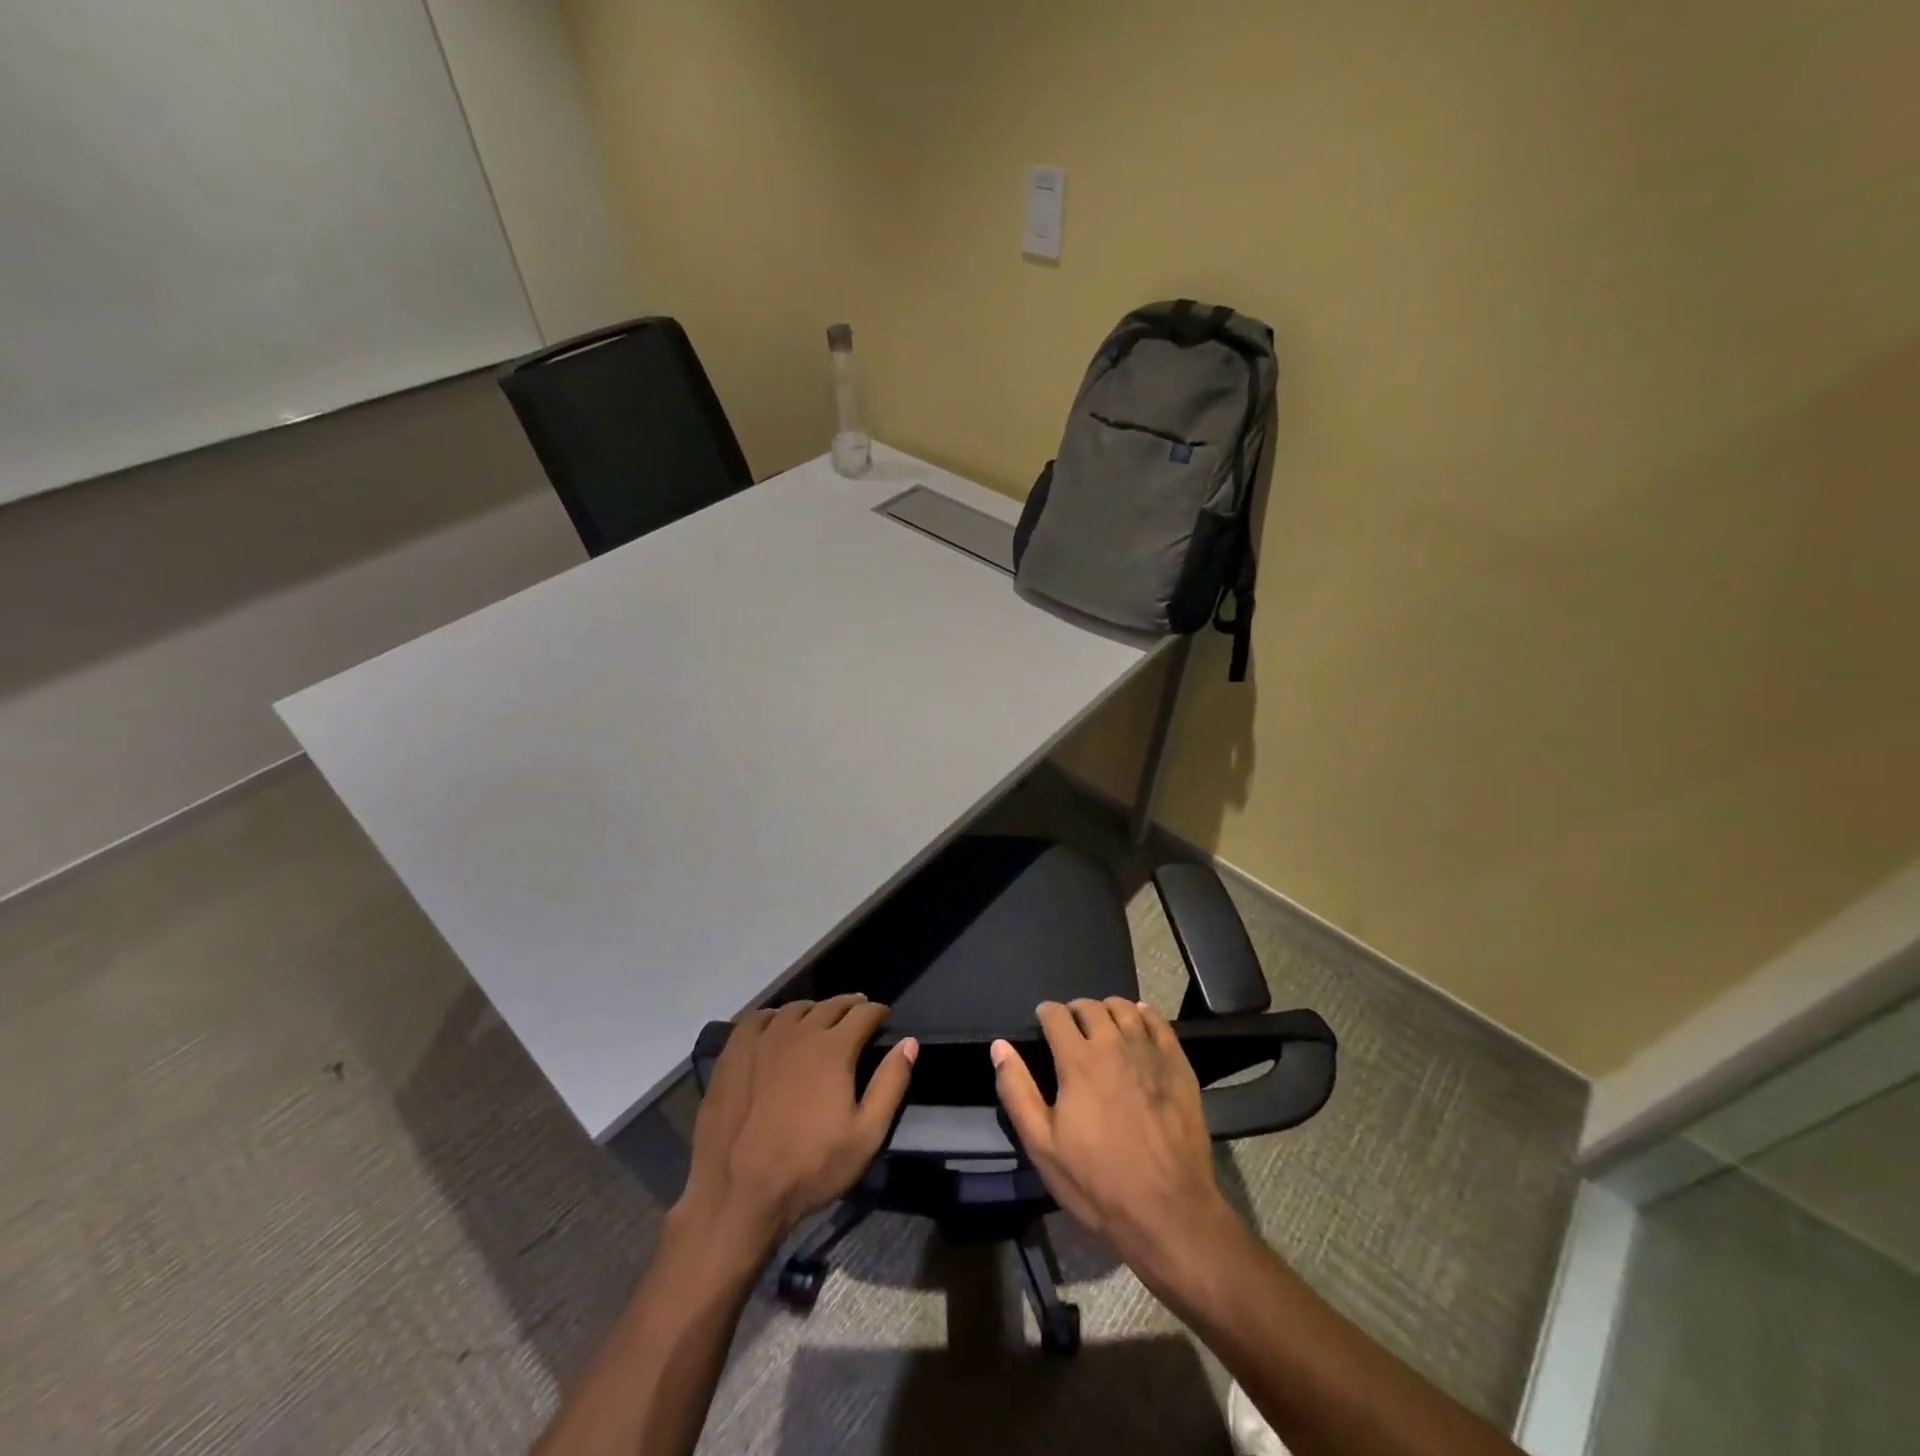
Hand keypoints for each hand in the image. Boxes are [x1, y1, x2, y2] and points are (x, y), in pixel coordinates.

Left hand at [679, 996, 915, 1253]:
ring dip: (814, 1010)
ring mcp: (763, 1040)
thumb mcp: (866, 1136)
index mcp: (834, 1048)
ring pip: (795, 1009)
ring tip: (820, 1020)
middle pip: (830, 1006)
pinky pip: (758, 1019)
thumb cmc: (809, 1168)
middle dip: (849, 1006)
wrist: (738, 1193)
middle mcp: (800, 1032)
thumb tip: (909, 1042)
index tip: (882, 1016)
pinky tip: (776, 1028)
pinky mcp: (734, 1053)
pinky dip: (774, 1016)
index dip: (877, 1011)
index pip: (863, 1013)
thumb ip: (890, 1084)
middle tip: (857, 1013)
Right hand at [993, 998, 1236, 1287]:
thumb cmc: (1098, 1182)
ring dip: (1108, 1009)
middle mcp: (1113, 1044)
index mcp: (1078, 1060)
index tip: (1043, 1021)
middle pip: (1091, 1007)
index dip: (1046, 1013)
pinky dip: (1144, 1014)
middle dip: (1075, 1010)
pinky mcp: (1177, 1064)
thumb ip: (1017, 1091)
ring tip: (1103, 1023)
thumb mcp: (1043, 1146)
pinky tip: (1140, 1020)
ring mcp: (1149, 1052)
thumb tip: (999, 1047)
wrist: (1169, 1210)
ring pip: (1125, 1009)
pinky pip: (1159, 1023)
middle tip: (1071, 1026)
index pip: (1056, 1015)